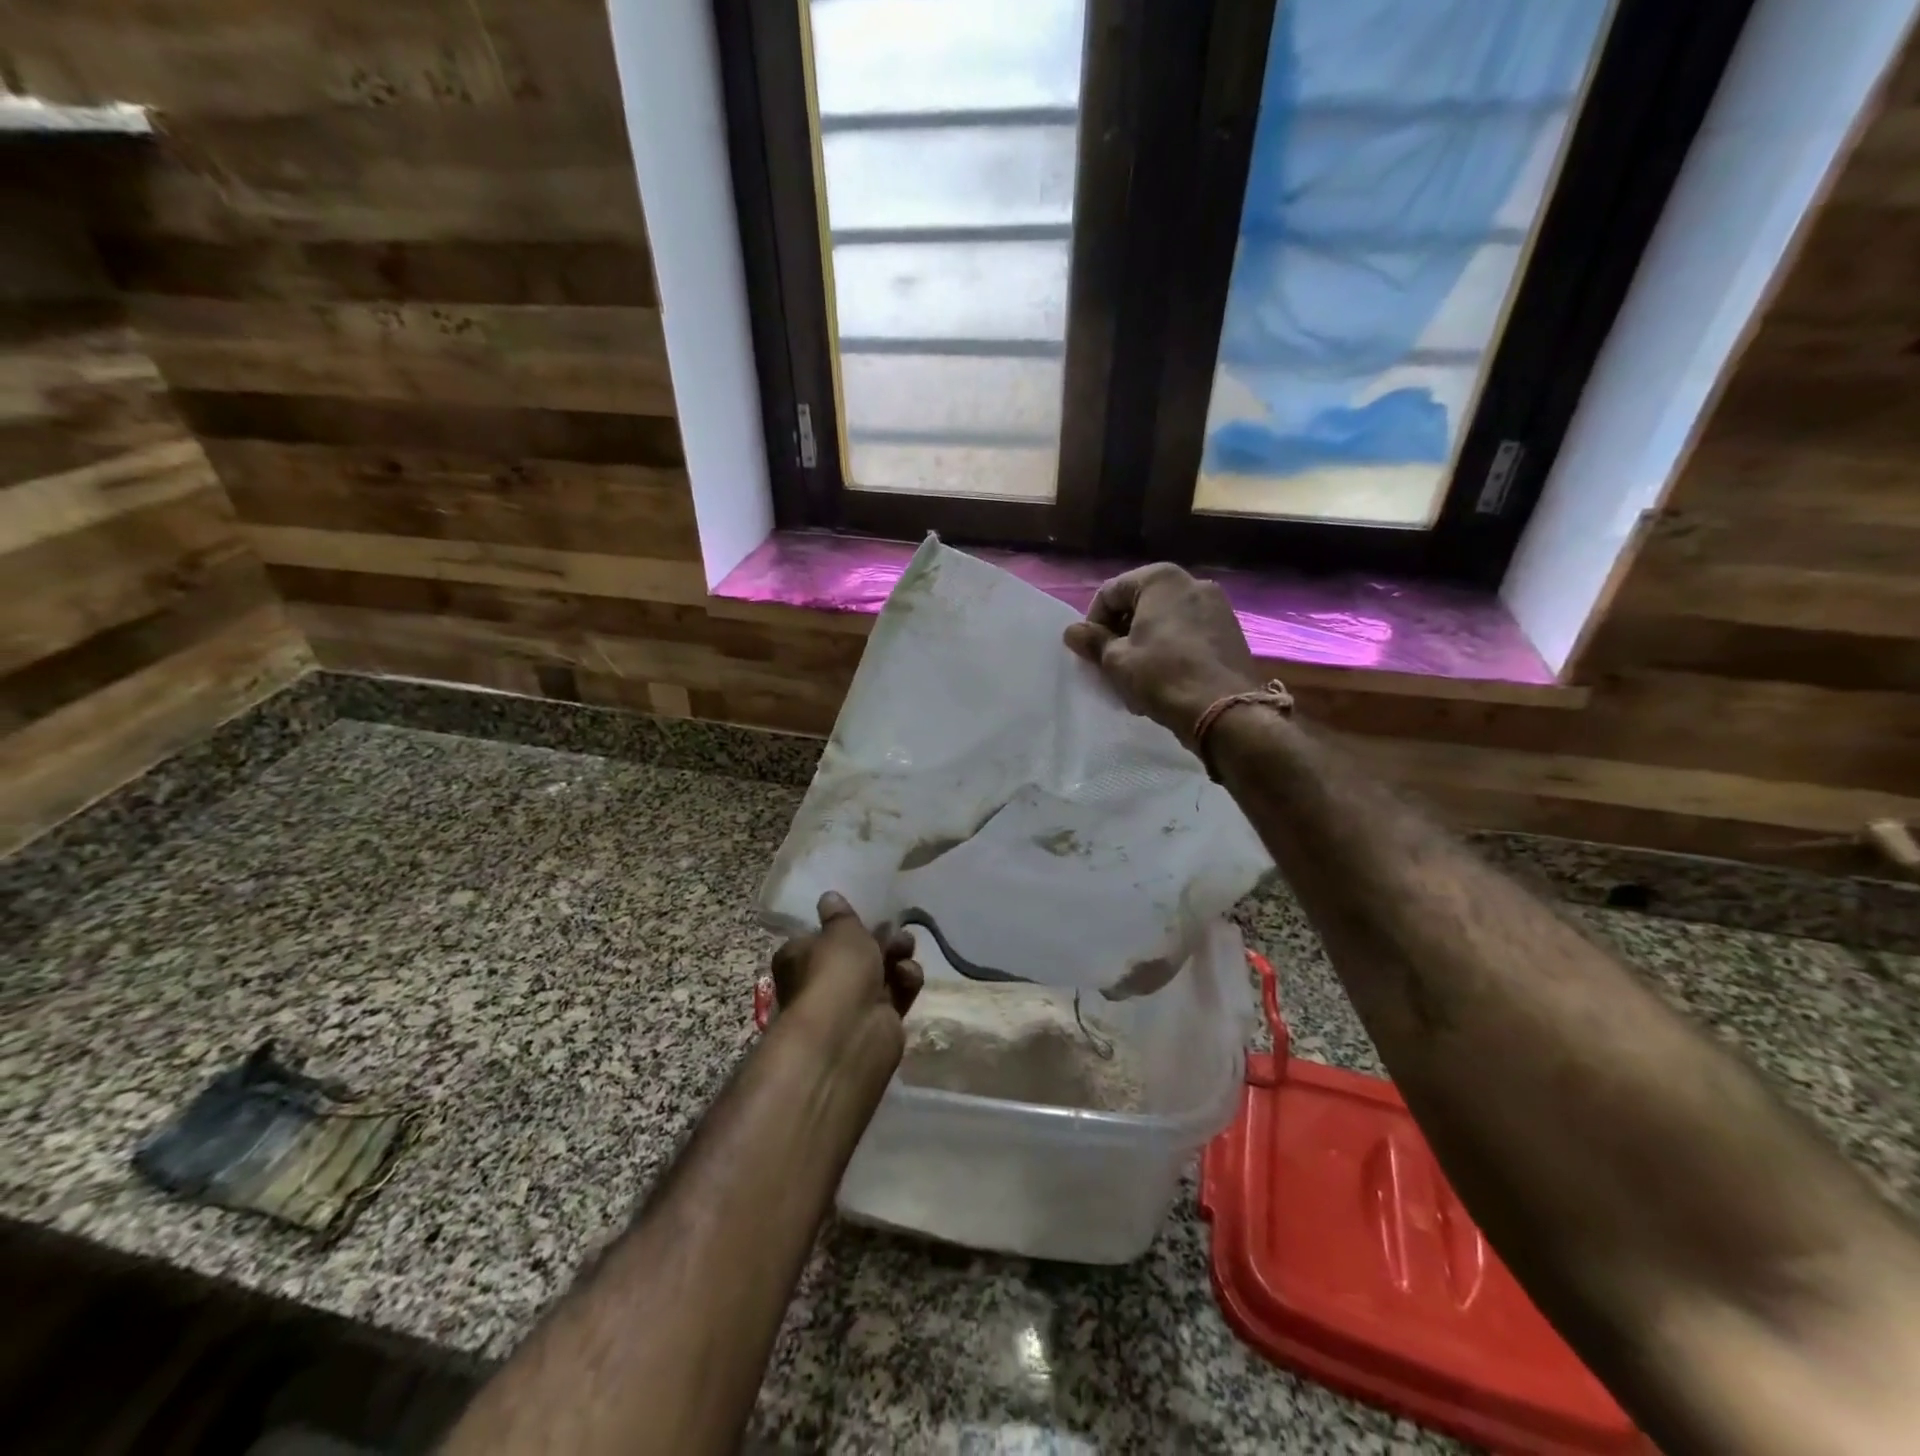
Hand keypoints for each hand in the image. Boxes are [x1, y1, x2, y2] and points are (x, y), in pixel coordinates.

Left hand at [772, 893, 923, 1026]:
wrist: (849, 1034)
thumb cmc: (835, 973)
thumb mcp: (841, 932)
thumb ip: (841, 915)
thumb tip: (829, 898)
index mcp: (800, 957)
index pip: (821, 936)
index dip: (844, 926)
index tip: (866, 914)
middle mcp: (823, 981)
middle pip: (856, 953)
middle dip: (879, 938)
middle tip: (895, 930)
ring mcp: (853, 1003)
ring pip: (880, 970)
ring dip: (897, 955)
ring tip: (905, 947)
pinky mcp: (881, 1020)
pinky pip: (897, 992)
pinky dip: (905, 981)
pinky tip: (908, 976)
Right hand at [1064, 563, 1260, 747]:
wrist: (1222, 709)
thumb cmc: (1162, 675)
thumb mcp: (1116, 660)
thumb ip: (1092, 640)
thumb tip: (1072, 631)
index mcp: (1161, 579)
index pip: (1110, 592)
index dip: (1093, 621)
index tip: (1090, 650)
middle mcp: (1192, 581)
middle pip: (1140, 602)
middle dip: (1121, 630)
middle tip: (1111, 662)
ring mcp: (1217, 605)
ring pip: (1165, 618)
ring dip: (1145, 640)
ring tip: (1137, 673)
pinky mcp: (1230, 630)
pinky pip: (1188, 631)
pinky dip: (1170, 647)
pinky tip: (1165, 676)